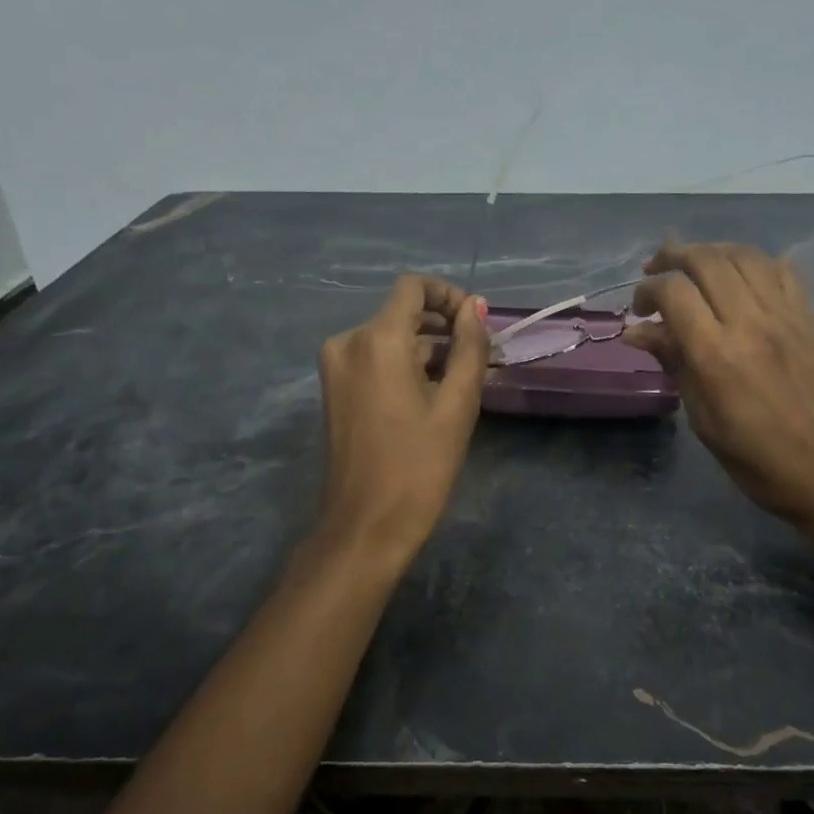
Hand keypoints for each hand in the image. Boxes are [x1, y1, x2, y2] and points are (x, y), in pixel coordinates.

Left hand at [316, 275, 490, 557]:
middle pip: (401, 313)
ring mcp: (335, 368)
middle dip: (442, 327)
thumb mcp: (457, 404)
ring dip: (426, 350)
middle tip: (479, 358)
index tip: (475, 324)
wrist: (365, 527)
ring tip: (462, 382)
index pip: (413, 287)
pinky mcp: (333, 390)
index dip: (448, 295)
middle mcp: (347, 342)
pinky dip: (403, 366)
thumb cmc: (419, 466)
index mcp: (377, 340)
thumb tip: (475, 307)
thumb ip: (469, 348)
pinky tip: (430, 396)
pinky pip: (374, 360)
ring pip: (389, 338)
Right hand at [622, 242, 813, 545]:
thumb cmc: (757, 459)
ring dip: (712, 252)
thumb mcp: (703, 419)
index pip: (674, 291)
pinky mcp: (810, 318)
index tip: (639, 309)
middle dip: (673, 257)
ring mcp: (786, 316)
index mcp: (717, 355)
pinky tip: (741, 278)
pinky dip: (754, 264)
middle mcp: (751, 323)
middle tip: (656, 272)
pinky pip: (782, 271)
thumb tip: (638, 332)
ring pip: (744, 255)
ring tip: (695, 267)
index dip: (648, 290)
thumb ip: (674, 364)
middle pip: (706, 260)